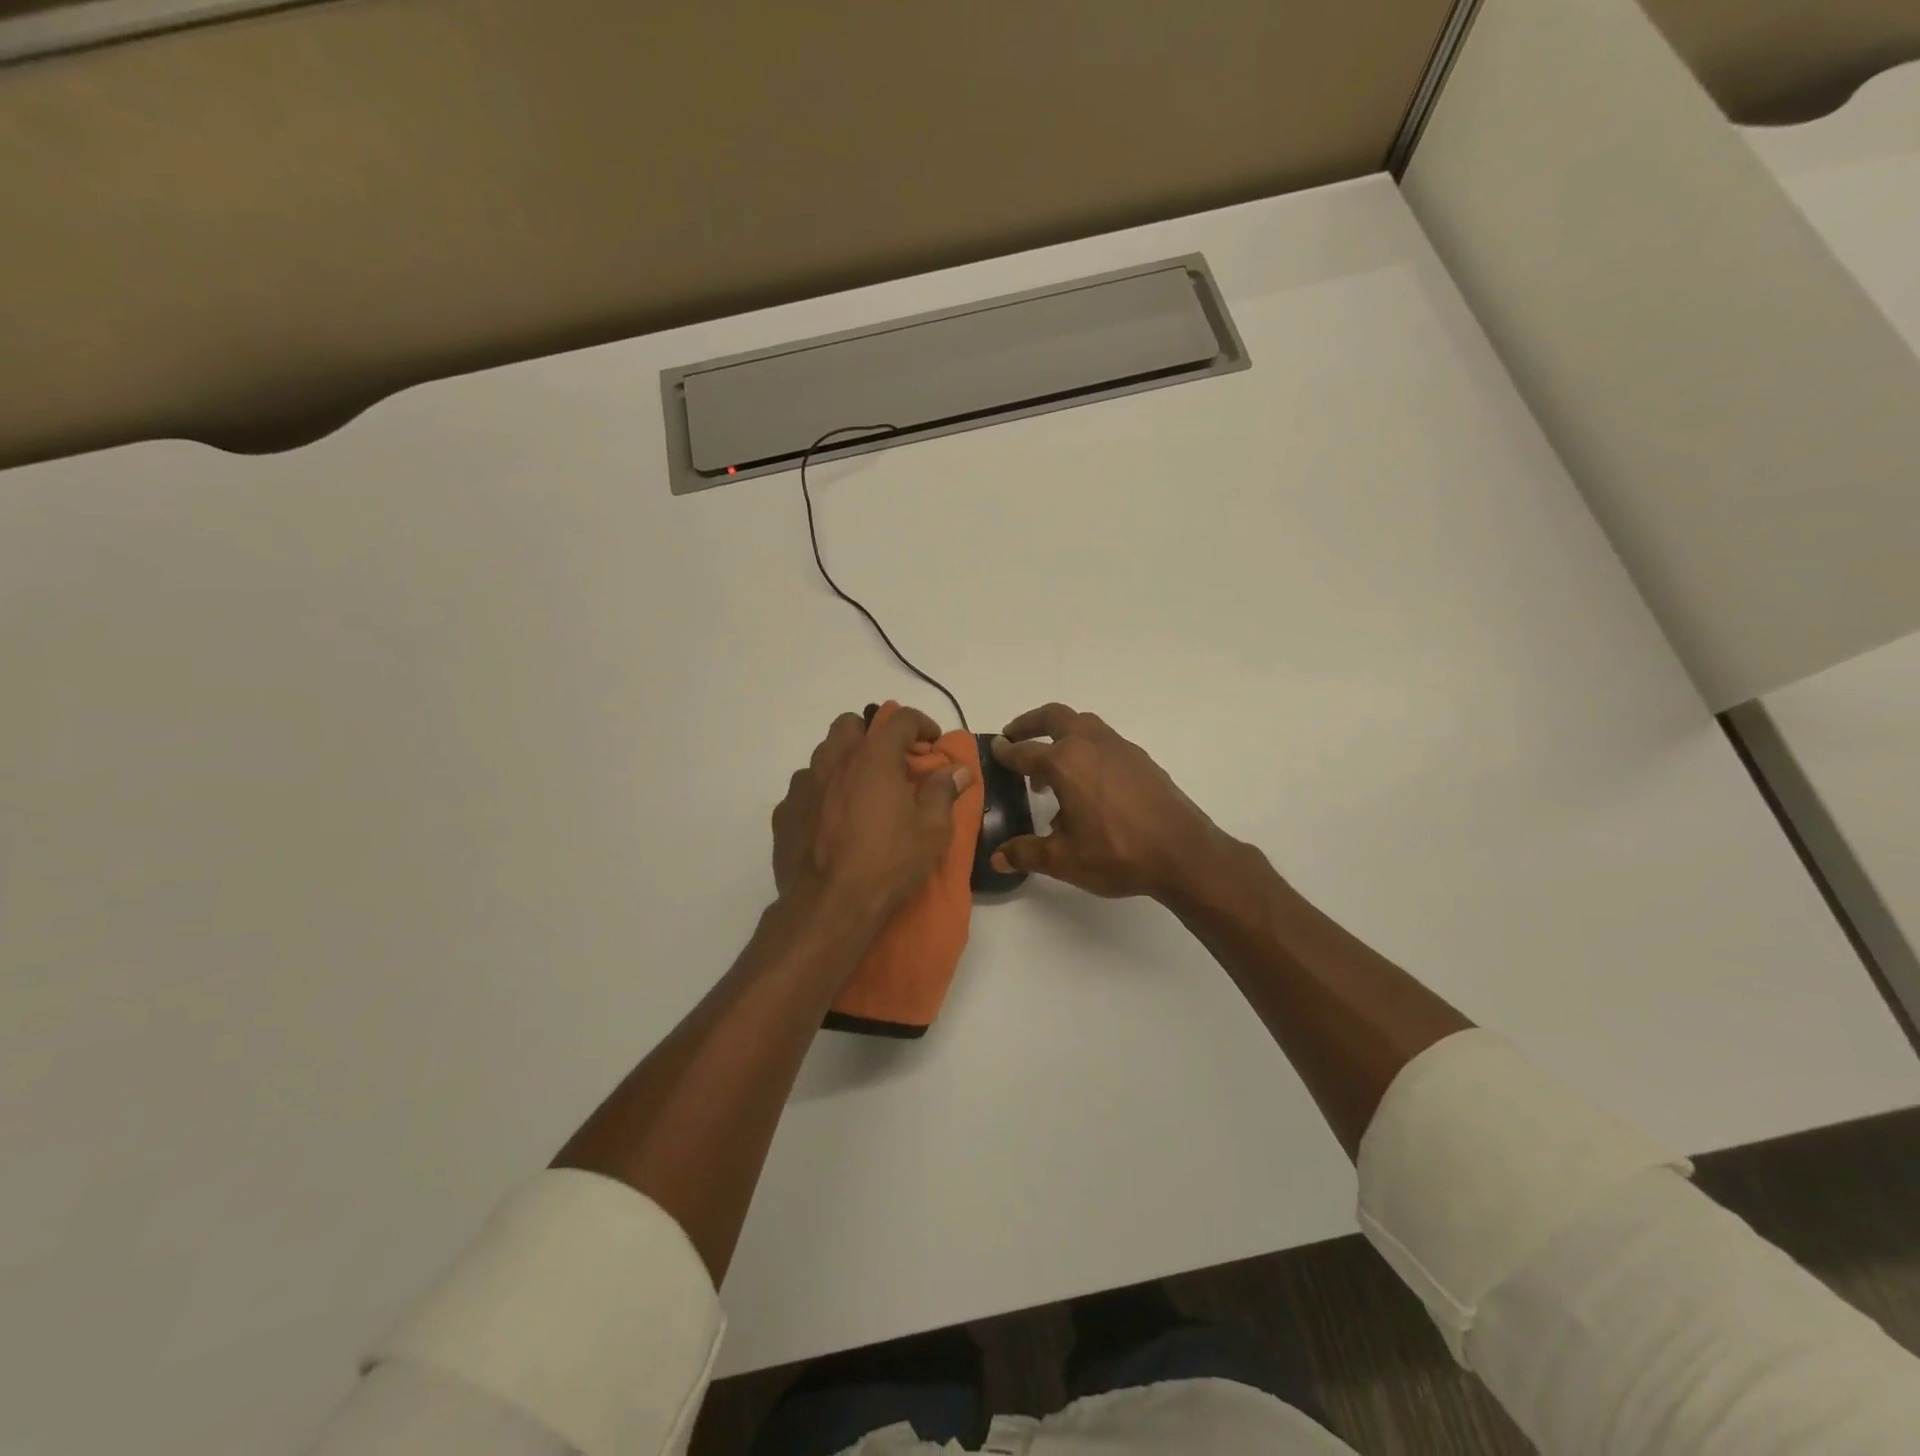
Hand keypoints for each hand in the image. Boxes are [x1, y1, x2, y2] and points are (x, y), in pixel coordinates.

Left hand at [772, 706, 973, 925]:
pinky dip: (822, 793)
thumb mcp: (931, 831)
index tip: (932, 742)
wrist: (828, 906)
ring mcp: (804, 785)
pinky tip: (833, 819)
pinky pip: (805, 788)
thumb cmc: (888, 864)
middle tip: (891, 762)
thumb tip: (958, 770)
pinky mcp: (785, 812)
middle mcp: (834, 761)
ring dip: (844, 761)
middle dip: (872, 734)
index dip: (920, 723)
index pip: (899, 719)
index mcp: (873, 758)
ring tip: (861, 790)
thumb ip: (943, 792)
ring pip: (823, 754)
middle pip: (850, 724)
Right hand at [989, 703, 1230, 900]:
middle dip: (1029, 723)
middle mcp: (1090, 744)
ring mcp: (1119, 748)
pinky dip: (1085, 748)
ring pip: (1082, 724)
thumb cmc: (1117, 853)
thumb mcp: (1064, 860)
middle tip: (1015, 737)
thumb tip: (996, 857)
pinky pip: (1103, 741)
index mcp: (1065, 763)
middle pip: (1054, 717)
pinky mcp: (1140, 759)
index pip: (1025, 751)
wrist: (1183, 853)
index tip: (994, 748)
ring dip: (1060, 734)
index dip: (1006, 752)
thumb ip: (1026, 853)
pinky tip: (1087, 783)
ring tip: (1050, 767)